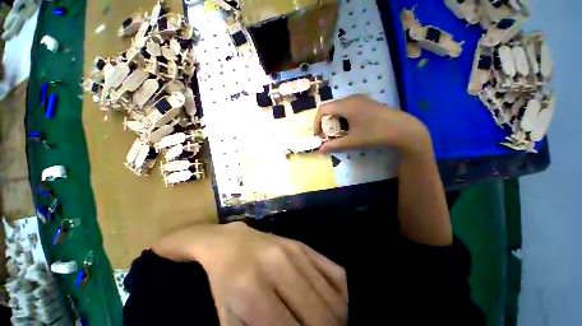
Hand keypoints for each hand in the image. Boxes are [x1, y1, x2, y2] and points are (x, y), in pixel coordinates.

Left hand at [154, 222, 347, 325]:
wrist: (231, 243)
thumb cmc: (226, 282)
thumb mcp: (228, 319)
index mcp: (252, 291)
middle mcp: (278, 267)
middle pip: (318, 315)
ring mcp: (295, 252)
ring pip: (331, 296)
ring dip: (338, 319)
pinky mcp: (304, 245)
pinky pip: (335, 272)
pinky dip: (343, 295)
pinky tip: (337, 306)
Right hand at [313, 95, 430, 154]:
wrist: (403, 129)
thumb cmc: (375, 134)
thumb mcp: (352, 142)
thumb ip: (334, 146)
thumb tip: (320, 150)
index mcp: (346, 105)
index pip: (323, 109)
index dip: (316, 122)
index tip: (318, 135)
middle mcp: (351, 98)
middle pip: (330, 108)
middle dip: (325, 122)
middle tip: (328, 135)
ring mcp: (360, 99)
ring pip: (339, 108)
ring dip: (334, 120)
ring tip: (338, 133)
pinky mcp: (366, 102)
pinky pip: (348, 108)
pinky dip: (343, 118)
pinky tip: (349, 127)